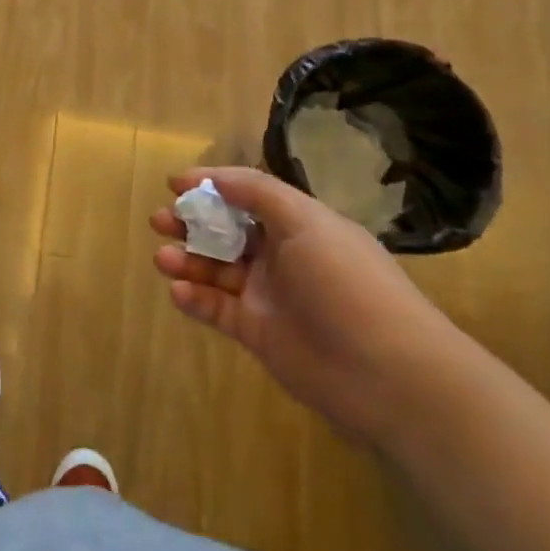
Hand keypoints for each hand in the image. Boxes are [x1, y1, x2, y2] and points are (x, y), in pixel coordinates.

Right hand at [151, 167, 466, 446]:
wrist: (389, 373)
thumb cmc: (346, 283)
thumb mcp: (307, 222)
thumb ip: (257, 193)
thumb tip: (212, 177)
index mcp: (298, 224)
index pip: (247, 196)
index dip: (212, 187)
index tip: (174, 183)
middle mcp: (281, 256)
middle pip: (226, 231)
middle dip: (191, 223)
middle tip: (160, 221)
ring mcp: (268, 296)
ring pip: (216, 270)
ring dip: (187, 260)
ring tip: (164, 259)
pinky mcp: (257, 333)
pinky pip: (217, 309)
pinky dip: (195, 298)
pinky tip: (179, 292)